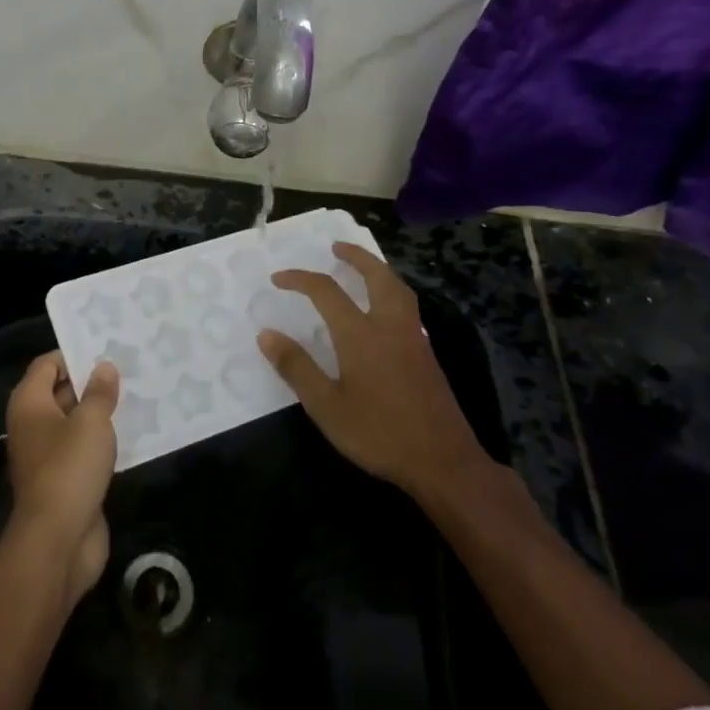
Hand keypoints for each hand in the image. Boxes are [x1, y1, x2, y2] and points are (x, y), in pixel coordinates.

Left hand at [5, 352, 119, 604]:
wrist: (58, 541)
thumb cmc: (70, 469)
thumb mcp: (91, 422)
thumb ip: (99, 392)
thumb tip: (104, 368)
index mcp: (29, 404)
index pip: (47, 364)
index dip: (74, 355)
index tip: (106, 350)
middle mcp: (33, 425)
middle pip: (60, 391)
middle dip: (91, 381)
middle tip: (128, 368)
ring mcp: (47, 455)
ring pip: (75, 422)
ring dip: (100, 412)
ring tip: (136, 395)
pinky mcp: (64, 480)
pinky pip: (84, 449)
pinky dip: (102, 440)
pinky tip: (132, 432)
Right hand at [258, 242, 487, 499]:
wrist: (443, 462)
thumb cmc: (379, 433)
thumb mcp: (327, 407)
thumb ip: (297, 368)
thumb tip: (266, 334)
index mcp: (361, 335)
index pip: (326, 291)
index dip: (300, 279)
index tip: (278, 278)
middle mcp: (389, 326)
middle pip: (376, 276)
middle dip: (355, 256)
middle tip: (337, 247)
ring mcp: (413, 339)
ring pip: (398, 289)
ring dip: (378, 270)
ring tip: (363, 267)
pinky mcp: (427, 355)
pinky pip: (408, 307)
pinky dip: (392, 291)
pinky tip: (385, 309)